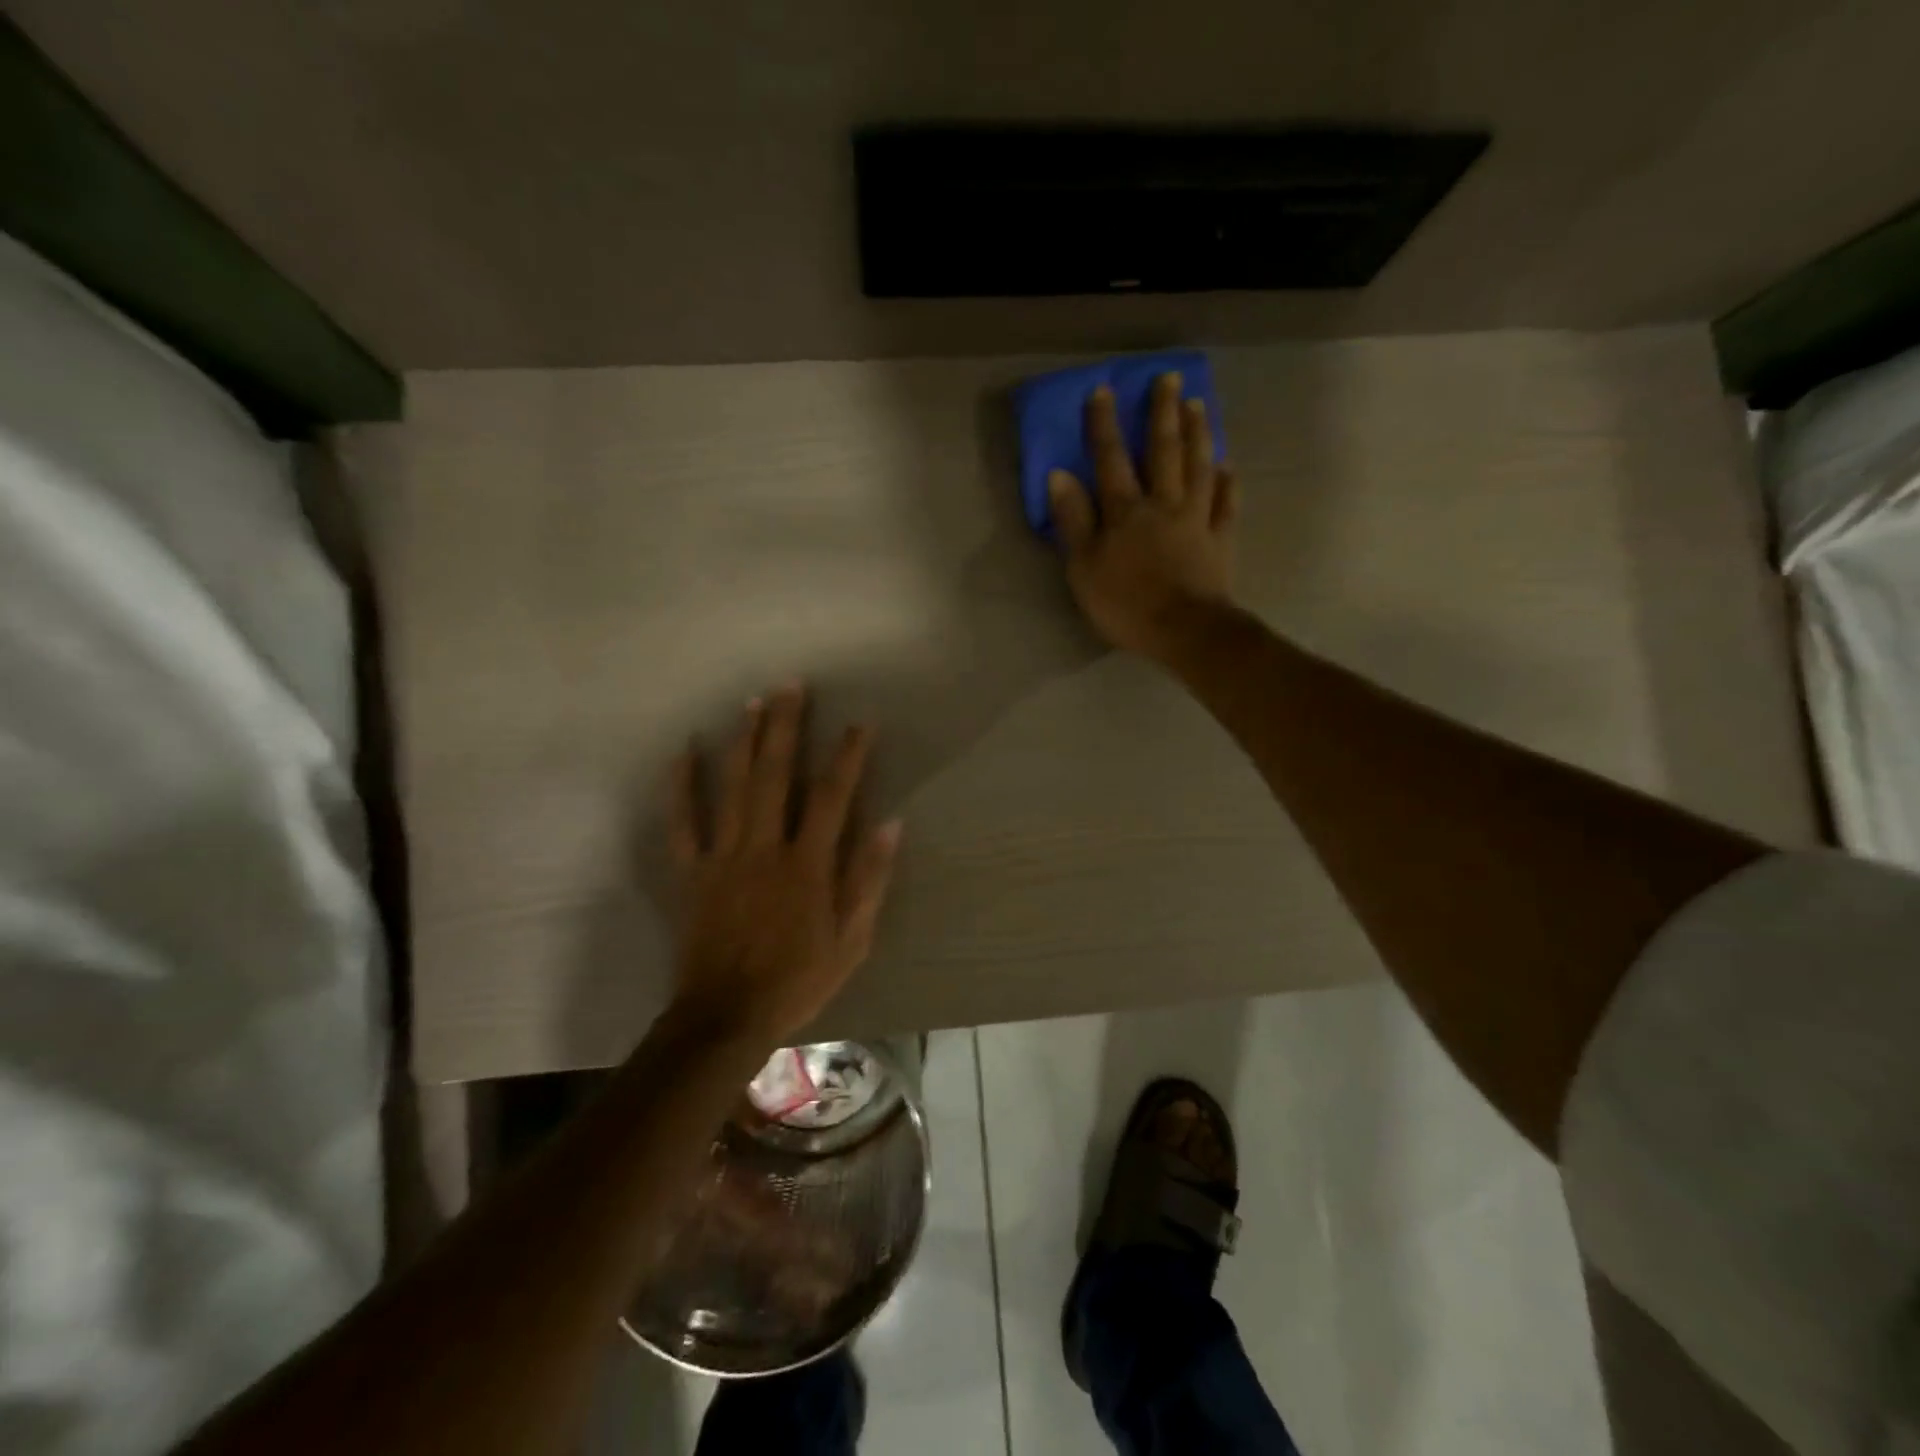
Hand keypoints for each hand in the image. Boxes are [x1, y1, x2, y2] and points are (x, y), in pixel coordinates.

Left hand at [667, 683, 901, 1045]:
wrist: (726, 1016)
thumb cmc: (798, 979)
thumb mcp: (852, 939)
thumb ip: (869, 879)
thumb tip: (891, 823)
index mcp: (807, 865)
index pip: (833, 796)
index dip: (848, 755)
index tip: (860, 723)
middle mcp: (764, 848)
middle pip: (776, 775)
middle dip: (785, 726)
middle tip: (791, 685)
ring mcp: (723, 856)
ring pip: (732, 787)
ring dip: (743, 741)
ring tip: (752, 701)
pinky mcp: (692, 871)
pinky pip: (682, 822)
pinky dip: (680, 785)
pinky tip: (684, 751)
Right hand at [1047, 373, 1239, 661]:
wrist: (1184, 631)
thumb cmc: (1125, 604)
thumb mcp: (1083, 567)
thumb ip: (1073, 521)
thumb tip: (1060, 475)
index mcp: (1126, 511)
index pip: (1111, 459)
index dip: (1104, 424)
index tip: (1103, 390)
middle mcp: (1163, 504)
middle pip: (1164, 451)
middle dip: (1163, 413)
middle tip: (1170, 379)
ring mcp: (1197, 520)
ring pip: (1200, 468)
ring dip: (1199, 434)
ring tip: (1200, 406)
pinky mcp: (1221, 541)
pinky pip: (1227, 504)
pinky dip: (1229, 483)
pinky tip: (1228, 466)